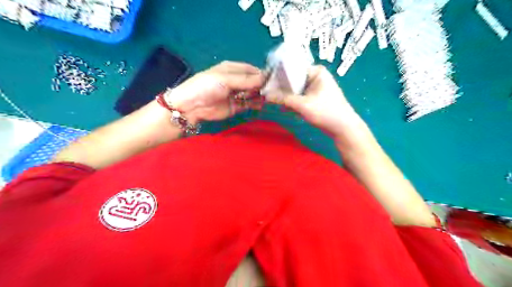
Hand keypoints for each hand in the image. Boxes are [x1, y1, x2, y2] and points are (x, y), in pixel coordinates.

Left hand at [169, 60, 266, 122]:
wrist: (193, 106)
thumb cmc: (208, 86)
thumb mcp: (226, 79)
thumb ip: (246, 80)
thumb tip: (266, 77)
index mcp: (233, 69)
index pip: (252, 70)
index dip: (262, 74)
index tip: (274, 79)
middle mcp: (237, 81)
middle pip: (254, 82)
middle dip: (263, 85)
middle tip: (272, 90)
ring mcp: (237, 94)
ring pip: (253, 93)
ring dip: (260, 95)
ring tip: (268, 97)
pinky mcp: (237, 106)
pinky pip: (249, 104)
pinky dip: (256, 104)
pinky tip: (261, 104)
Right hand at [264, 65, 362, 138]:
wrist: (343, 128)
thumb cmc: (325, 112)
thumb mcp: (302, 105)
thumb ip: (283, 99)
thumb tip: (266, 96)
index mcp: (316, 72)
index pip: (293, 69)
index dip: (279, 76)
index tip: (266, 84)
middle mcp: (316, 77)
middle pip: (293, 80)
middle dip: (282, 89)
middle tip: (267, 94)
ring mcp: (316, 88)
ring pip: (296, 90)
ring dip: (287, 97)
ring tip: (273, 102)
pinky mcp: (316, 98)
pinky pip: (300, 97)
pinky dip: (293, 102)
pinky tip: (284, 108)